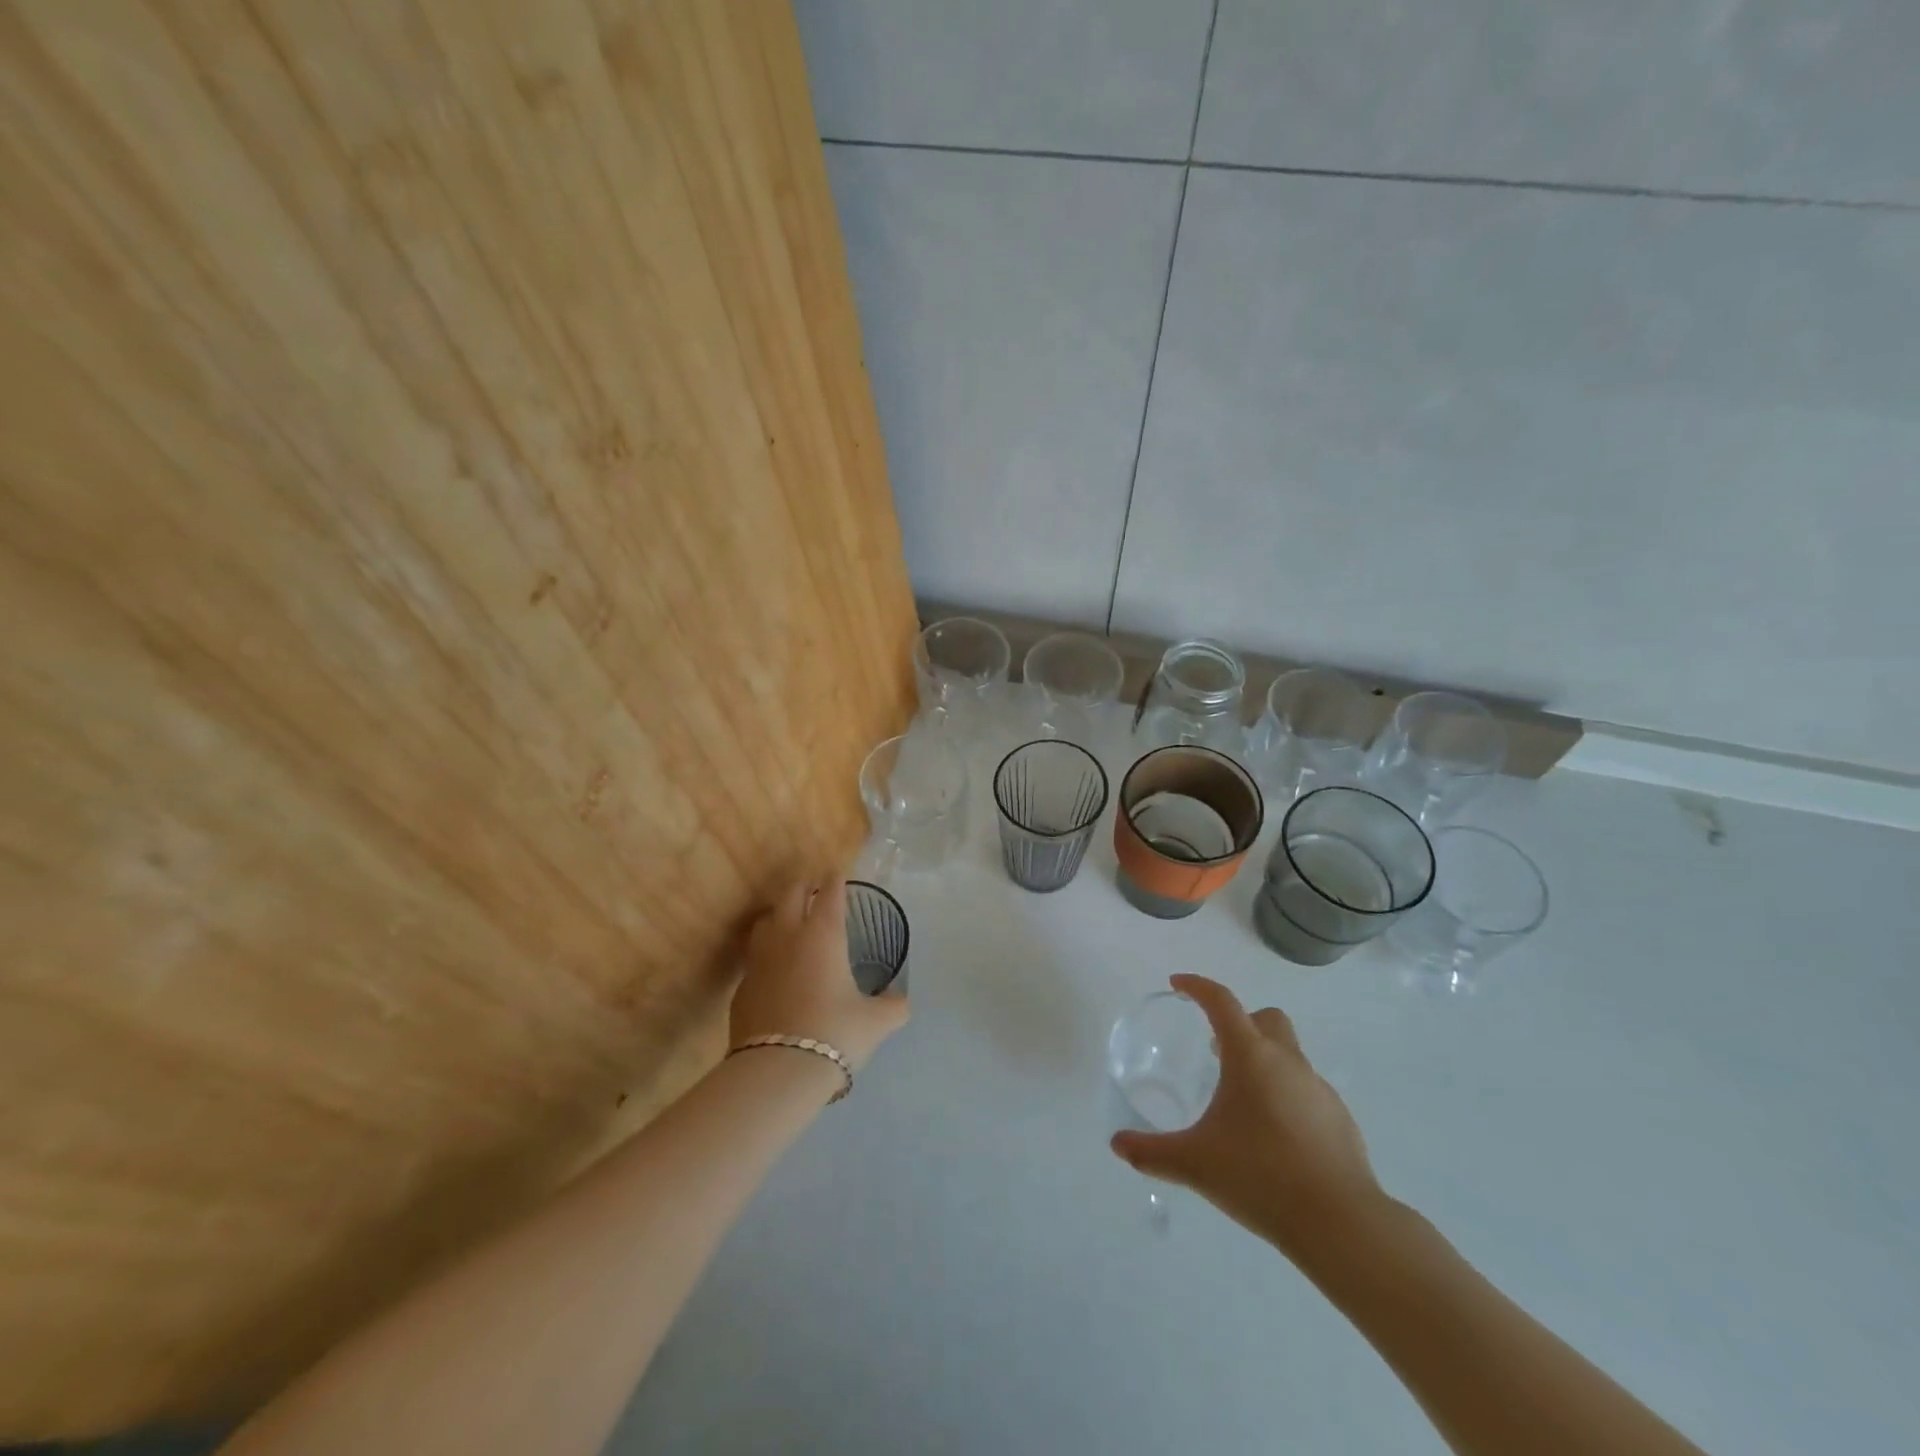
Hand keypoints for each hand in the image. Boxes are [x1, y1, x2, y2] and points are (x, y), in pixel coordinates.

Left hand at [729, 877, 908, 1073]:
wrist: (777, 1071)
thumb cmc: (835, 1034)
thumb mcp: (875, 1022)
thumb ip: (892, 1006)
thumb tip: (901, 1002)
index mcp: (823, 935)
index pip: (830, 893)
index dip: (836, 880)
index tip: (840, 873)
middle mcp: (788, 936)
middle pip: (791, 894)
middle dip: (805, 886)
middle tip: (816, 889)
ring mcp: (759, 960)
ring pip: (765, 921)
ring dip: (779, 914)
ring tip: (790, 921)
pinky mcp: (742, 987)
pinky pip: (754, 958)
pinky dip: (766, 953)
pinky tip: (775, 969)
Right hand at [1110, 974, 1388, 1264]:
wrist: (1341, 1223)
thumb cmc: (1260, 1176)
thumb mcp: (1194, 1163)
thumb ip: (1151, 1152)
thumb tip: (1117, 1144)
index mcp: (1250, 1056)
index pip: (1221, 1001)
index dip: (1198, 986)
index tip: (1178, 984)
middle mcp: (1287, 1062)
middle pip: (1266, 1018)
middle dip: (1240, 1023)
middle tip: (1215, 1050)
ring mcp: (1319, 1090)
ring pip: (1289, 1056)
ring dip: (1264, 1063)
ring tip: (1241, 1103)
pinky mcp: (1340, 1121)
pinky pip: (1307, 1092)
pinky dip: (1287, 1098)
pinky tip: (1275, 1137)